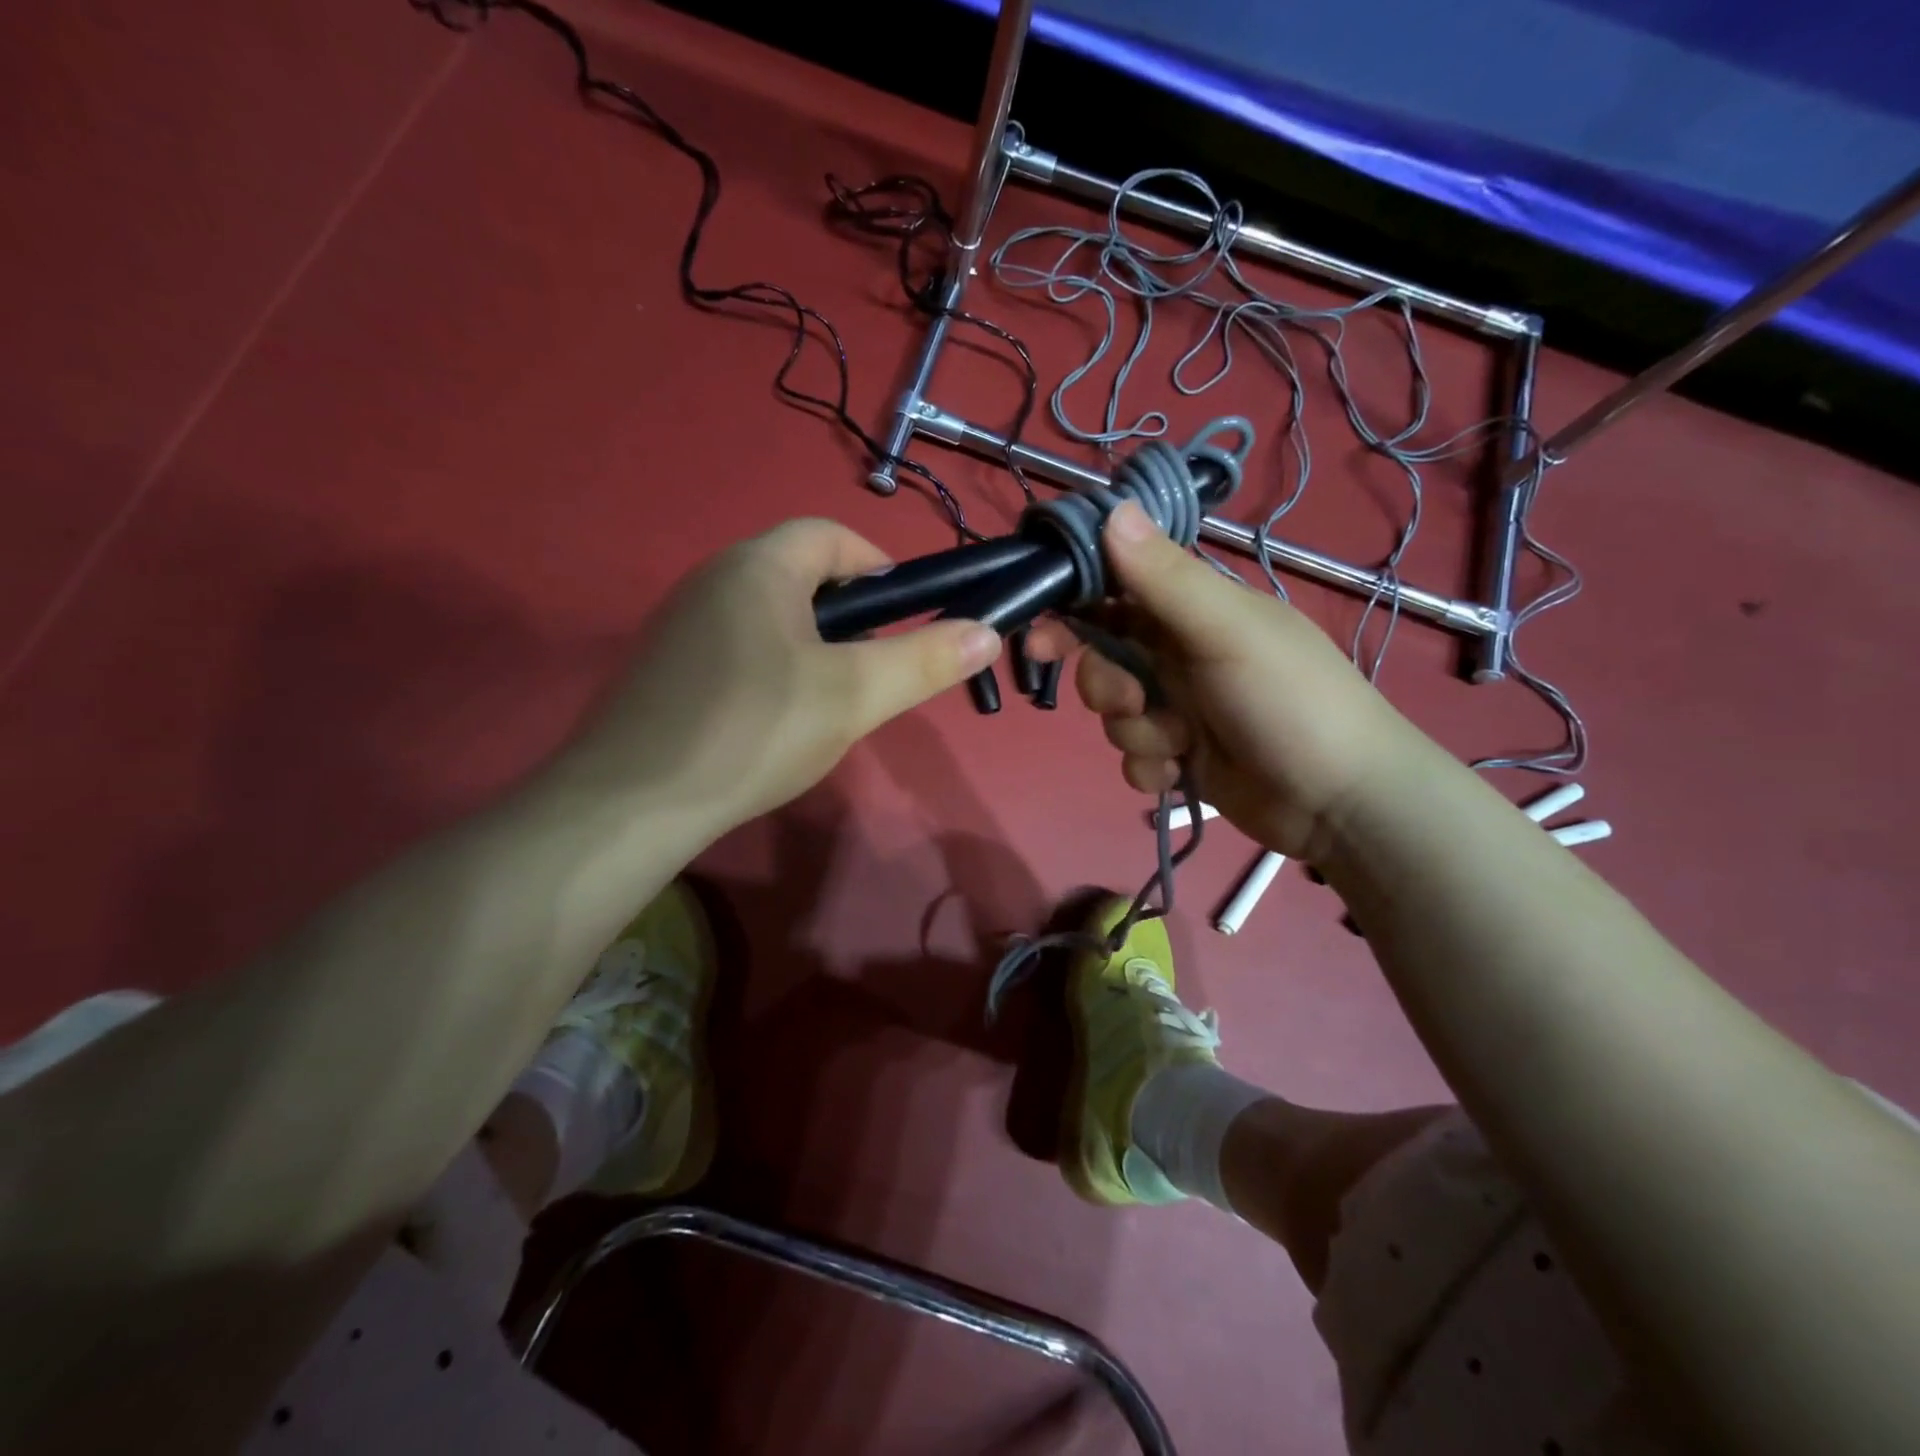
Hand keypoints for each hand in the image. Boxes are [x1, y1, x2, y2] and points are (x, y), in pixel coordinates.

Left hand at [558, 519, 999, 833]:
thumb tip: (986, 631)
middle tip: (871, 669)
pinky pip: (735, 647)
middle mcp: (713, 578)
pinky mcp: (664, 667)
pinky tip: (773, 722)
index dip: (878, 565)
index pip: (831, 535)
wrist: (632, 803)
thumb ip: (923, 661)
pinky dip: (770, 668)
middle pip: (799, 574)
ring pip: (768, 615)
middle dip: (848, 613)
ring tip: (829, 701)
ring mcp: (681, 623)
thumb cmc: (755, 731)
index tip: (905, 616)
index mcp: (759, 566)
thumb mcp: (853, 697)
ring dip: (810, 645)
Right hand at [1027, 502, 1417, 858]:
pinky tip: (1183, 774)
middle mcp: (1181, 654)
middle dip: (1105, 684)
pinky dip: (1152, 768)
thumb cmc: (1289, 701)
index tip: (1038, 632)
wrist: (1340, 804)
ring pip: (1114, 714)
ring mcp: (1181, 708)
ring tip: (1179, 743)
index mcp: (1195, 611)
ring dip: (1136, 732)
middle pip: (1103, 658)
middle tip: (1129, 700)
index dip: (1073, 607)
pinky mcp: (1181, 757)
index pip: (1117, 591)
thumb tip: (1112, 509)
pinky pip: (1134, 757)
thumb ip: (1165, 578)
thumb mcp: (1227, 632)